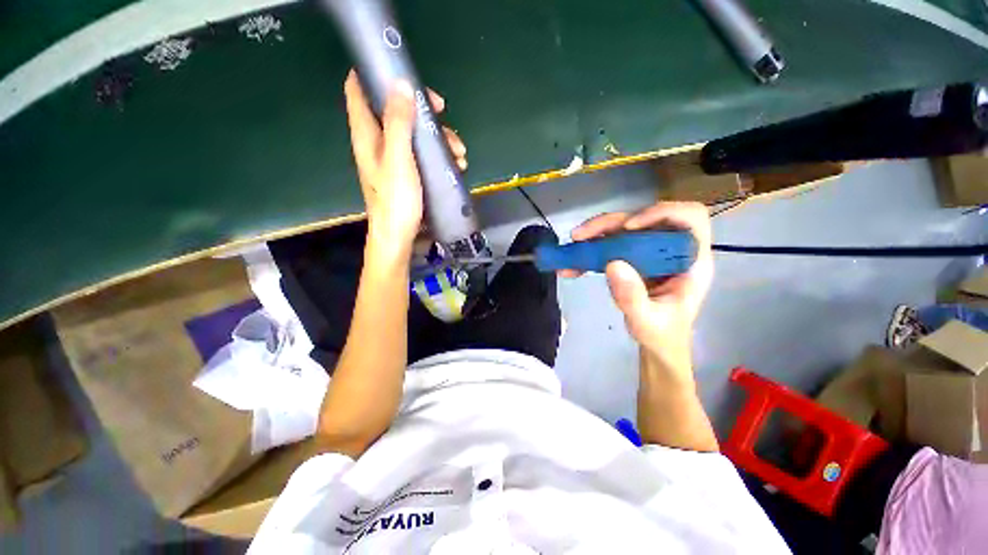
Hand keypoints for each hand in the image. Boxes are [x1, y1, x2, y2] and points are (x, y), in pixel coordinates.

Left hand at [343, 70, 466, 250]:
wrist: (398, 236)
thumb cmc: (395, 200)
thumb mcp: (398, 159)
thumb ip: (398, 123)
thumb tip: (401, 85)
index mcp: (367, 133)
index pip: (358, 88)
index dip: (376, 74)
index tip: (405, 76)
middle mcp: (377, 141)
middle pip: (395, 109)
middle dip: (422, 109)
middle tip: (443, 114)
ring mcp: (393, 157)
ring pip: (415, 132)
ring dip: (438, 136)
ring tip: (459, 153)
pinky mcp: (407, 172)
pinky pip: (422, 152)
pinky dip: (438, 154)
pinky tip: (456, 165)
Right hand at [566, 202, 712, 378]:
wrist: (657, 345)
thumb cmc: (662, 336)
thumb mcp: (647, 321)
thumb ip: (632, 297)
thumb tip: (612, 264)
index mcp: (690, 262)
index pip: (689, 218)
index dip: (661, 213)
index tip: (629, 228)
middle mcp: (671, 250)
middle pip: (644, 219)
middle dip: (610, 223)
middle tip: (580, 235)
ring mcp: (650, 253)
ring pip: (624, 229)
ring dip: (596, 234)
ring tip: (573, 245)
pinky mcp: (633, 259)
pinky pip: (612, 245)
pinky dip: (591, 251)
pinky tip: (572, 263)